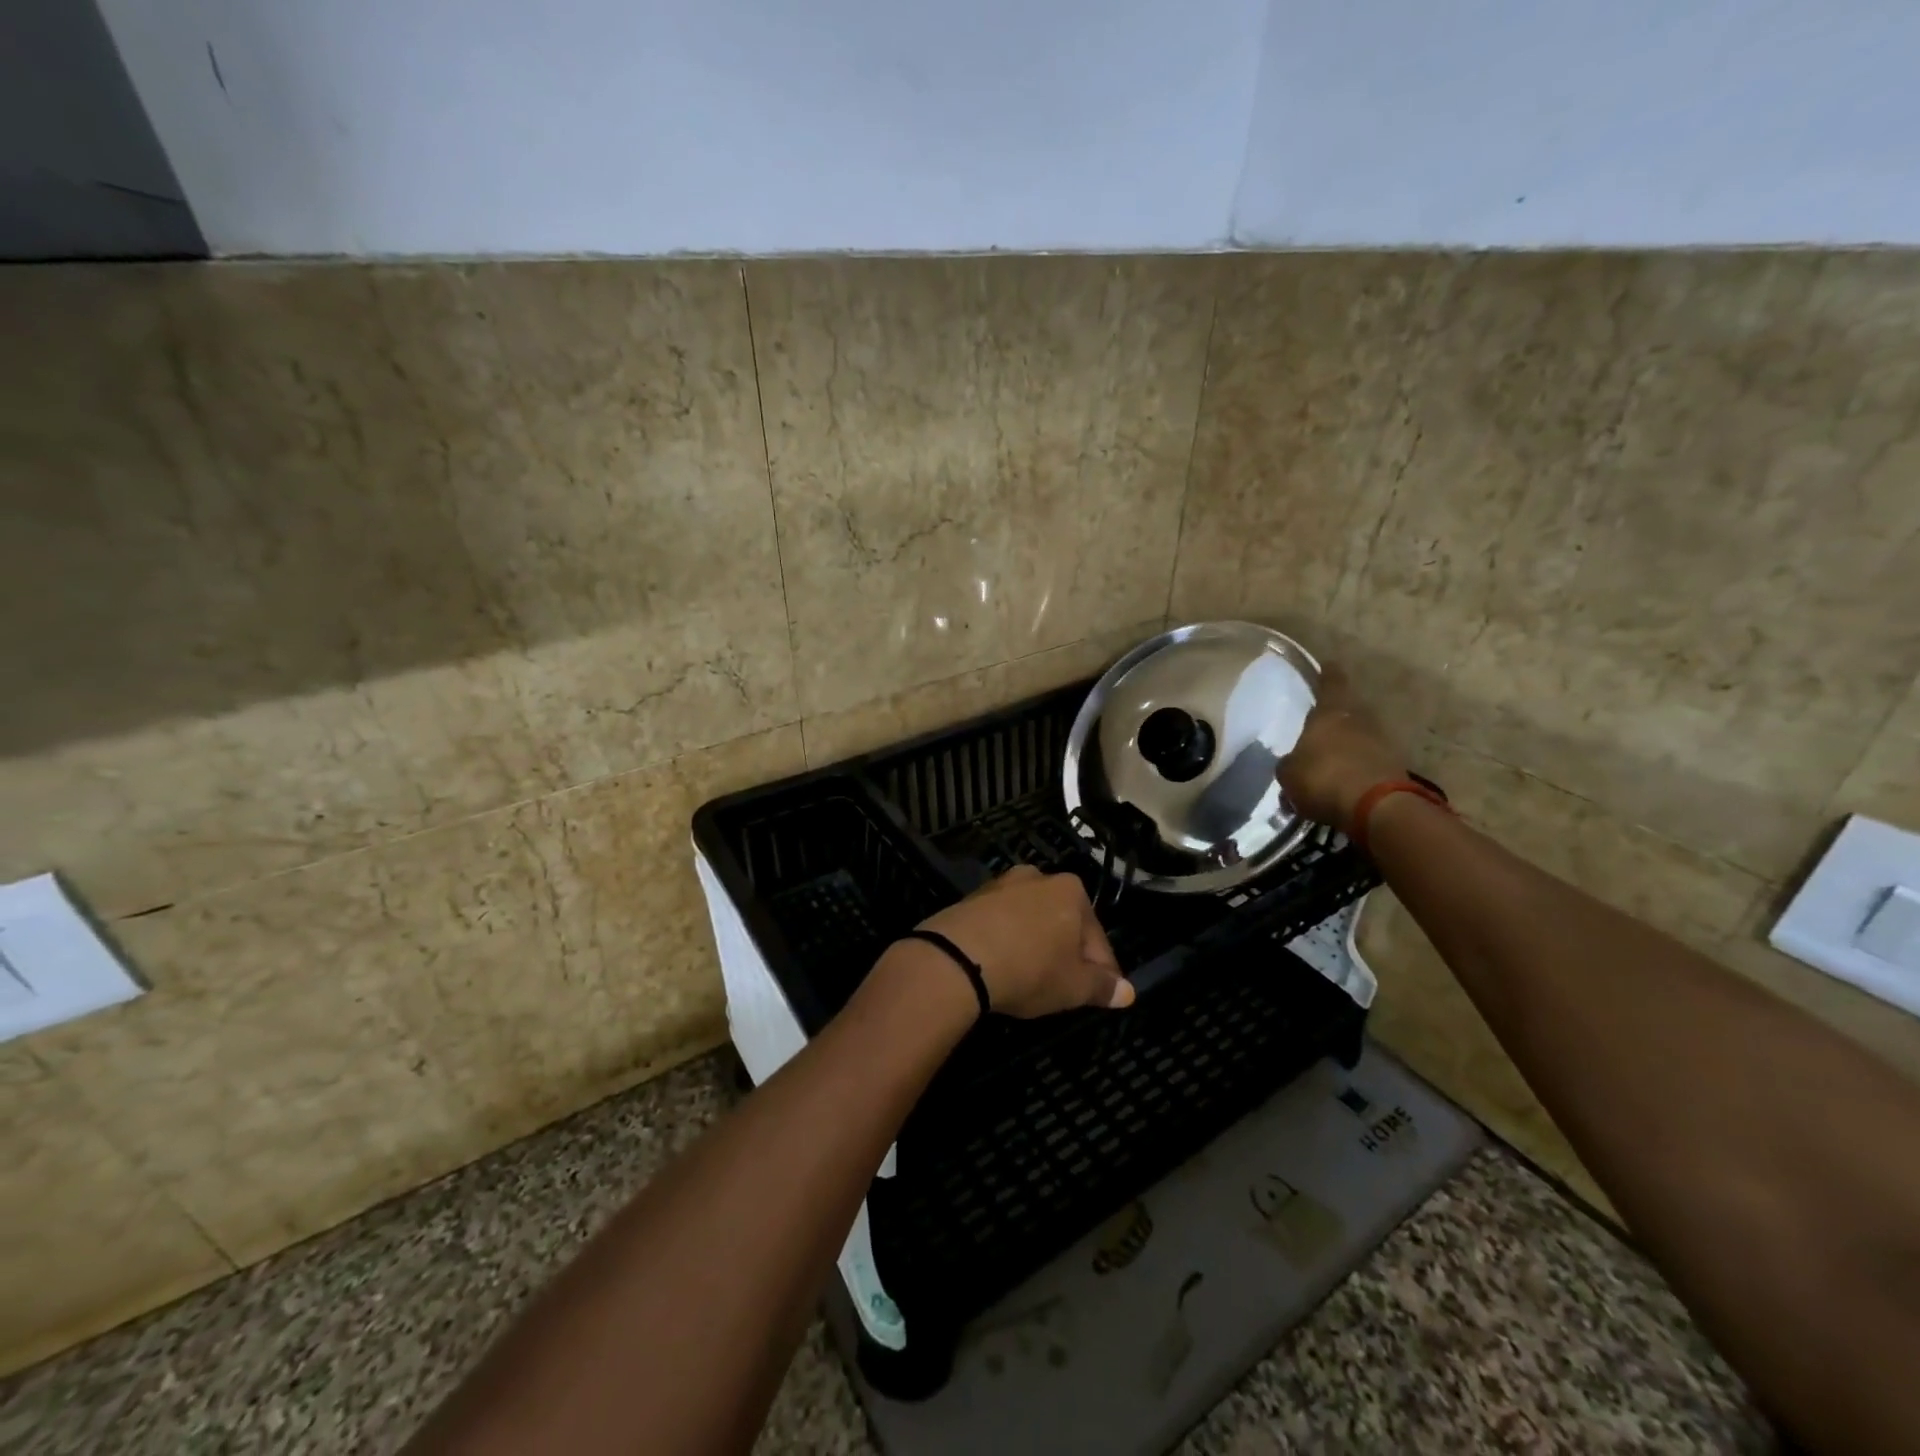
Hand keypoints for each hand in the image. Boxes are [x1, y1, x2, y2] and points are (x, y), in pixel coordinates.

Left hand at [916, 866, 1133, 1017]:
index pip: (1098, 938)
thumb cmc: (1030, 968)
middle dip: (1066, 953)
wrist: (957, 958)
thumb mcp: (1074, 987)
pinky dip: (1007, 942)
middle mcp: (1038, 877)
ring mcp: (1001, 885)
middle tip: (1063, 988)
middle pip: (1063, 923)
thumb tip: (1127, 992)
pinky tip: (1001, 967)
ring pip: (1031, 921)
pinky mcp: (971, 898)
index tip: (1100, 995)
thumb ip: (1102, 987)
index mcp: (1071, 891)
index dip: (1102, 972)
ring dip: (1035, 945)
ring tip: (1029, 979)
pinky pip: (1001, 923)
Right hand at [1277, 665, 1405, 834]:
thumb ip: (1290, 763)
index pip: (1332, 682)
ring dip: (1347, 746)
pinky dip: (1357, 768)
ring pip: (1360, 736)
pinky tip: (1343, 783)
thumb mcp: (1289, 773)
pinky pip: (1369, 761)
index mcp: (1331, 713)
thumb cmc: (1323, 778)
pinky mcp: (1395, 768)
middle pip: (1348, 711)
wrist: (1377, 809)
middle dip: (1335, 718)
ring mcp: (1382, 743)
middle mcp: (1360, 720)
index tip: (1327, 665)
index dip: (1327, 674)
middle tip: (1319, 727)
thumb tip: (1293, 763)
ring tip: (1329, 761)